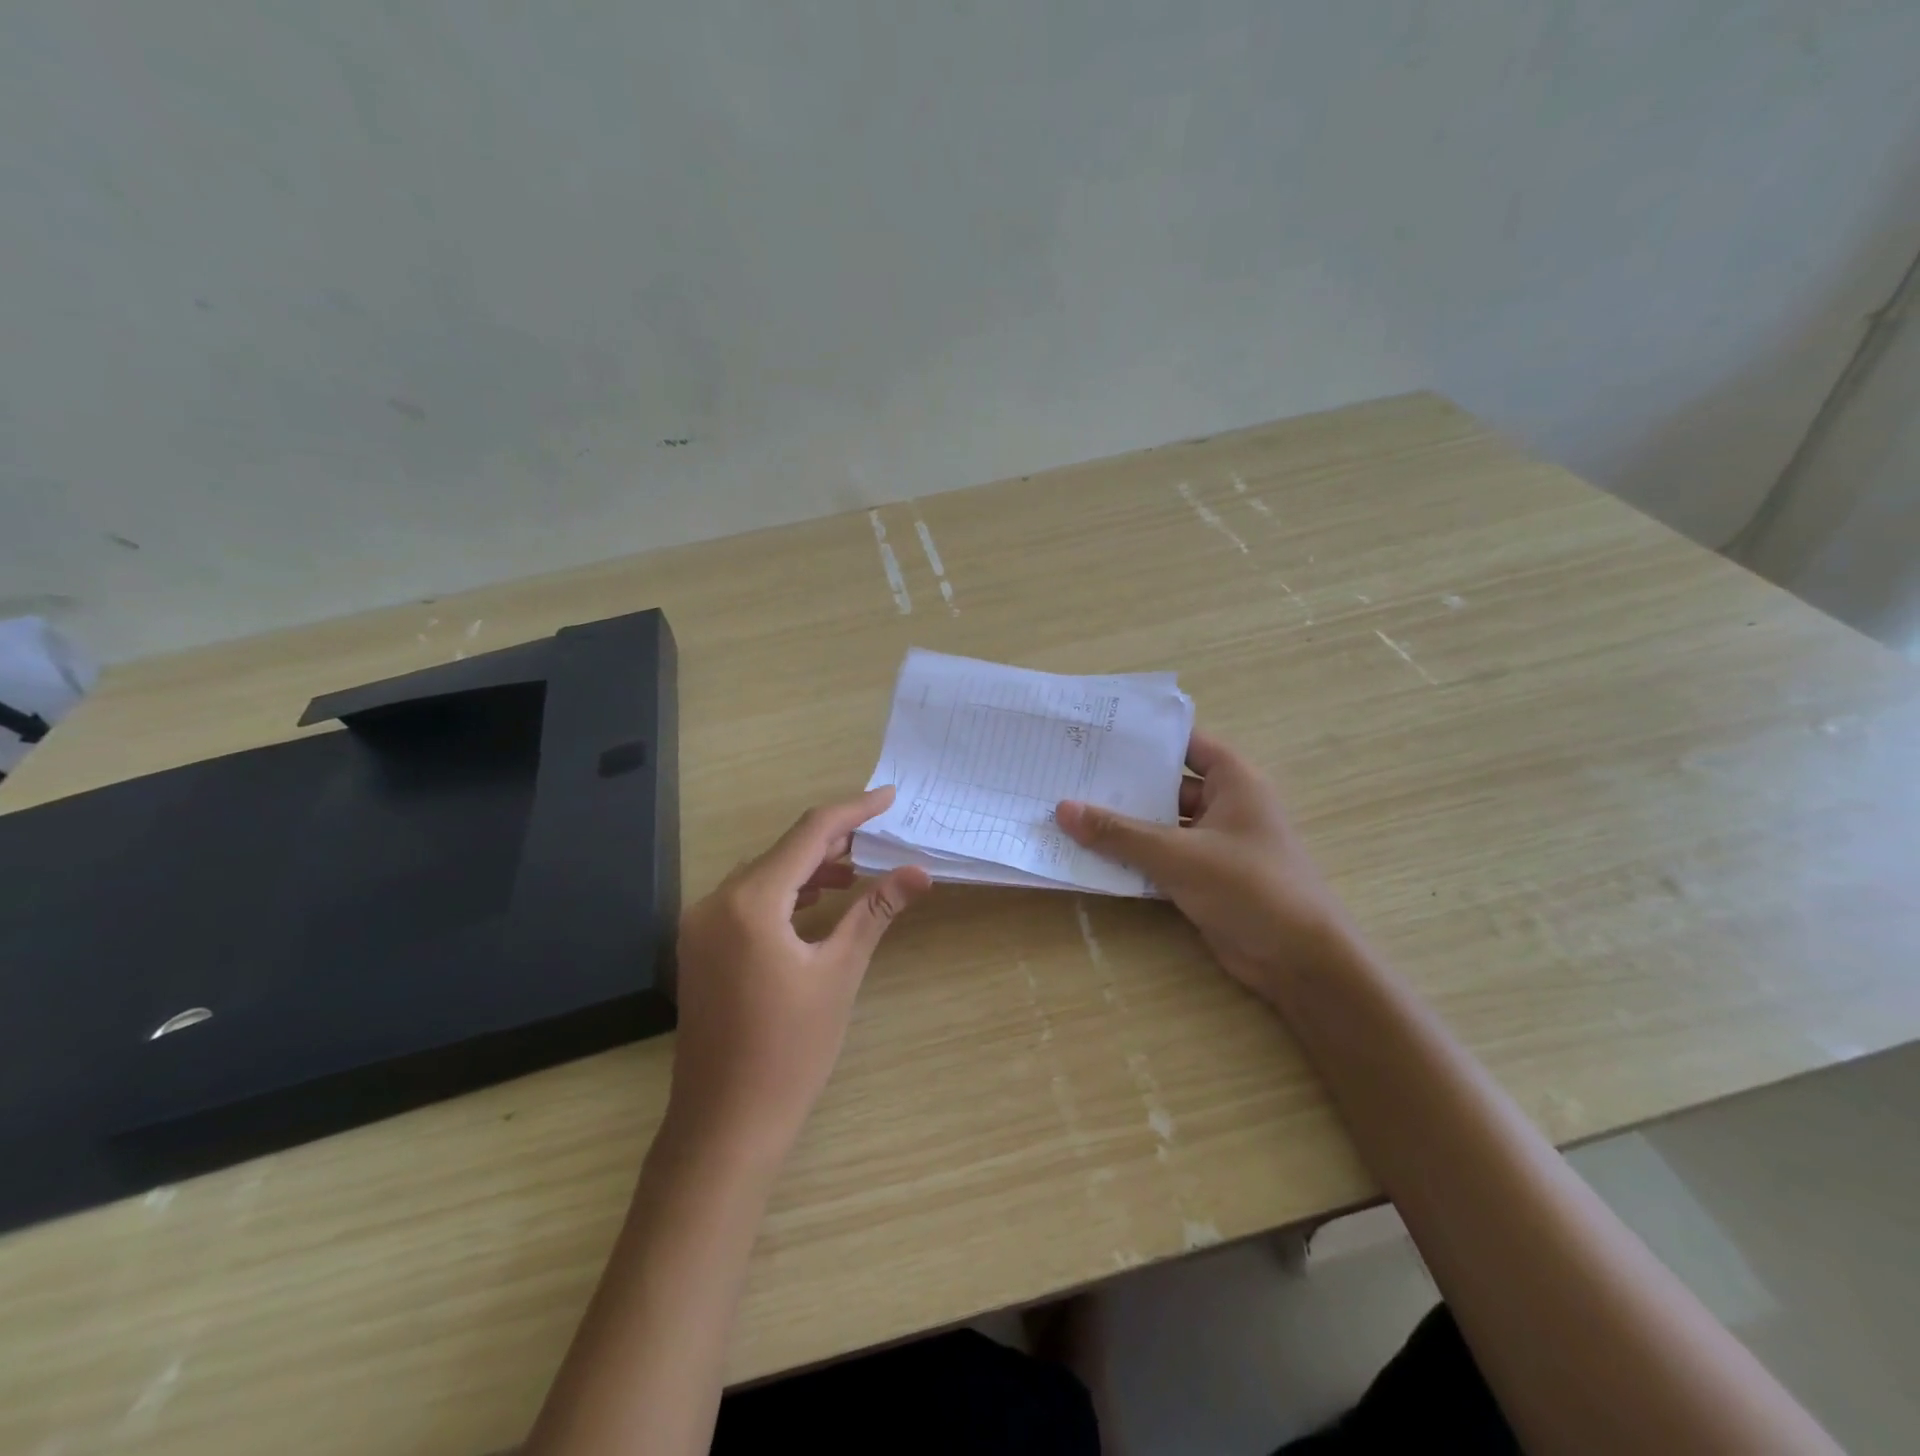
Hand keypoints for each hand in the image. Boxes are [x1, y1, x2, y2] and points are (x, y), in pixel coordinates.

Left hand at [668, 787, 931, 1160]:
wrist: (725, 1126)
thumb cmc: (790, 1052)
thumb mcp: (839, 974)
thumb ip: (875, 911)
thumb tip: (918, 872)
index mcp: (749, 902)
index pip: (808, 835)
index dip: (852, 811)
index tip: (888, 797)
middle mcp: (714, 902)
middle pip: (782, 850)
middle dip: (832, 839)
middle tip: (879, 835)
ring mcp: (700, 925)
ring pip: (762, 873)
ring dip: (808, 866)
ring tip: (854, 870)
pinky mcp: (699, 947)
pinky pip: (746, 899)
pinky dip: (783, 892)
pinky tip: (814, 903)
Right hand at [1056, 730, 1351, 1000]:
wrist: (1300, 961)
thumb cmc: (1249, 887)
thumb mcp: (1178, 855)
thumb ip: (1119, 833)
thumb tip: (1063, 809)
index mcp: (1234, 780)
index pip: (1184, 742)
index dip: (1144, 736)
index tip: (1095, 733)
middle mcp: (1224, 804)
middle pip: (1165, 784)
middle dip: (1122, 784)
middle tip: (1068, 774)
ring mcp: (1214, 843)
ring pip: (1160, 824)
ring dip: (1122, 825)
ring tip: (1068, 812)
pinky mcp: (1204, 877)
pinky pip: (1161, 857)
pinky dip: (1132, 857)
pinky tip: (1089, 855)